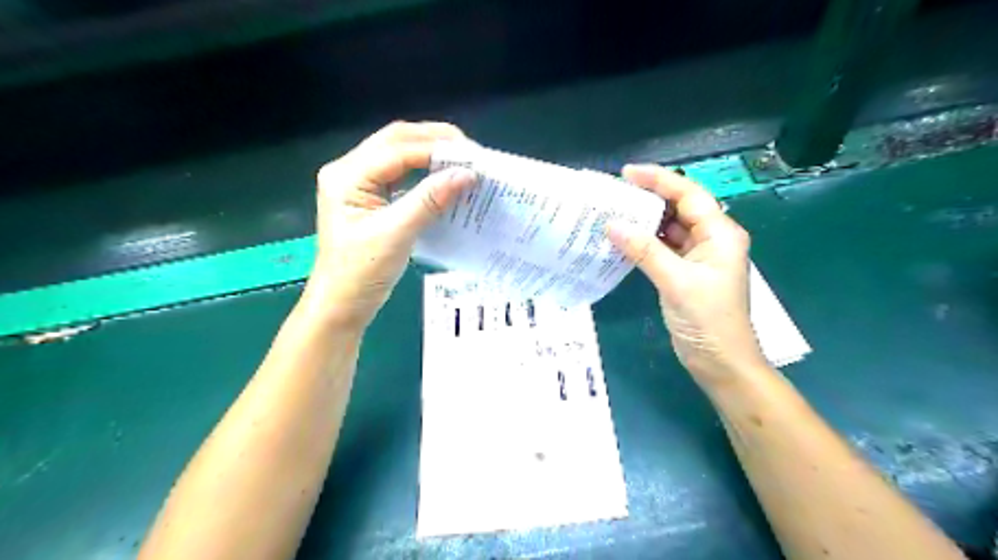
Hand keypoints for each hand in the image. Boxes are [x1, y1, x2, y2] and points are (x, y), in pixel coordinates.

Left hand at [301, 121, 475, 329]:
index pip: (397, 149)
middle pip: (396, 141)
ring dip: (430, 153)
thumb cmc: (362, 273)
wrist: (341, 305)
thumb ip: (429, 200)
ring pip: (399, 154)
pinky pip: (401, 174)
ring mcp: (359, 183)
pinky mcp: (370, 198)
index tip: (472, 158)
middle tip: (470, 152)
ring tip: (462, 160)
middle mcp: (349, 171)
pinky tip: (443, 177)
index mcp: (347, 176)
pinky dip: (424, 171)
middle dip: (434, 141)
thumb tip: (466, 174)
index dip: (436, 150)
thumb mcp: (396, 234)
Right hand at [609, 164, 765, 386]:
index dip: (659, 180)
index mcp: (720, 234)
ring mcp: (698, 257)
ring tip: (613, 213)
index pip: (688, 195)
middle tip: (614, 193)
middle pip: (679, 208)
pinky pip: (663, 249)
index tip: (626, 173)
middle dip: (648, 199)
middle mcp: (711, 239)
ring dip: (644, 222)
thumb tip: (611, 225)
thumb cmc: (707, 320)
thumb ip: (644, 251)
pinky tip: (623, 240)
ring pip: (669, 229)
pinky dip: (644, 243)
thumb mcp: (676, 281)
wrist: (720, 362)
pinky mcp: (685, 273)